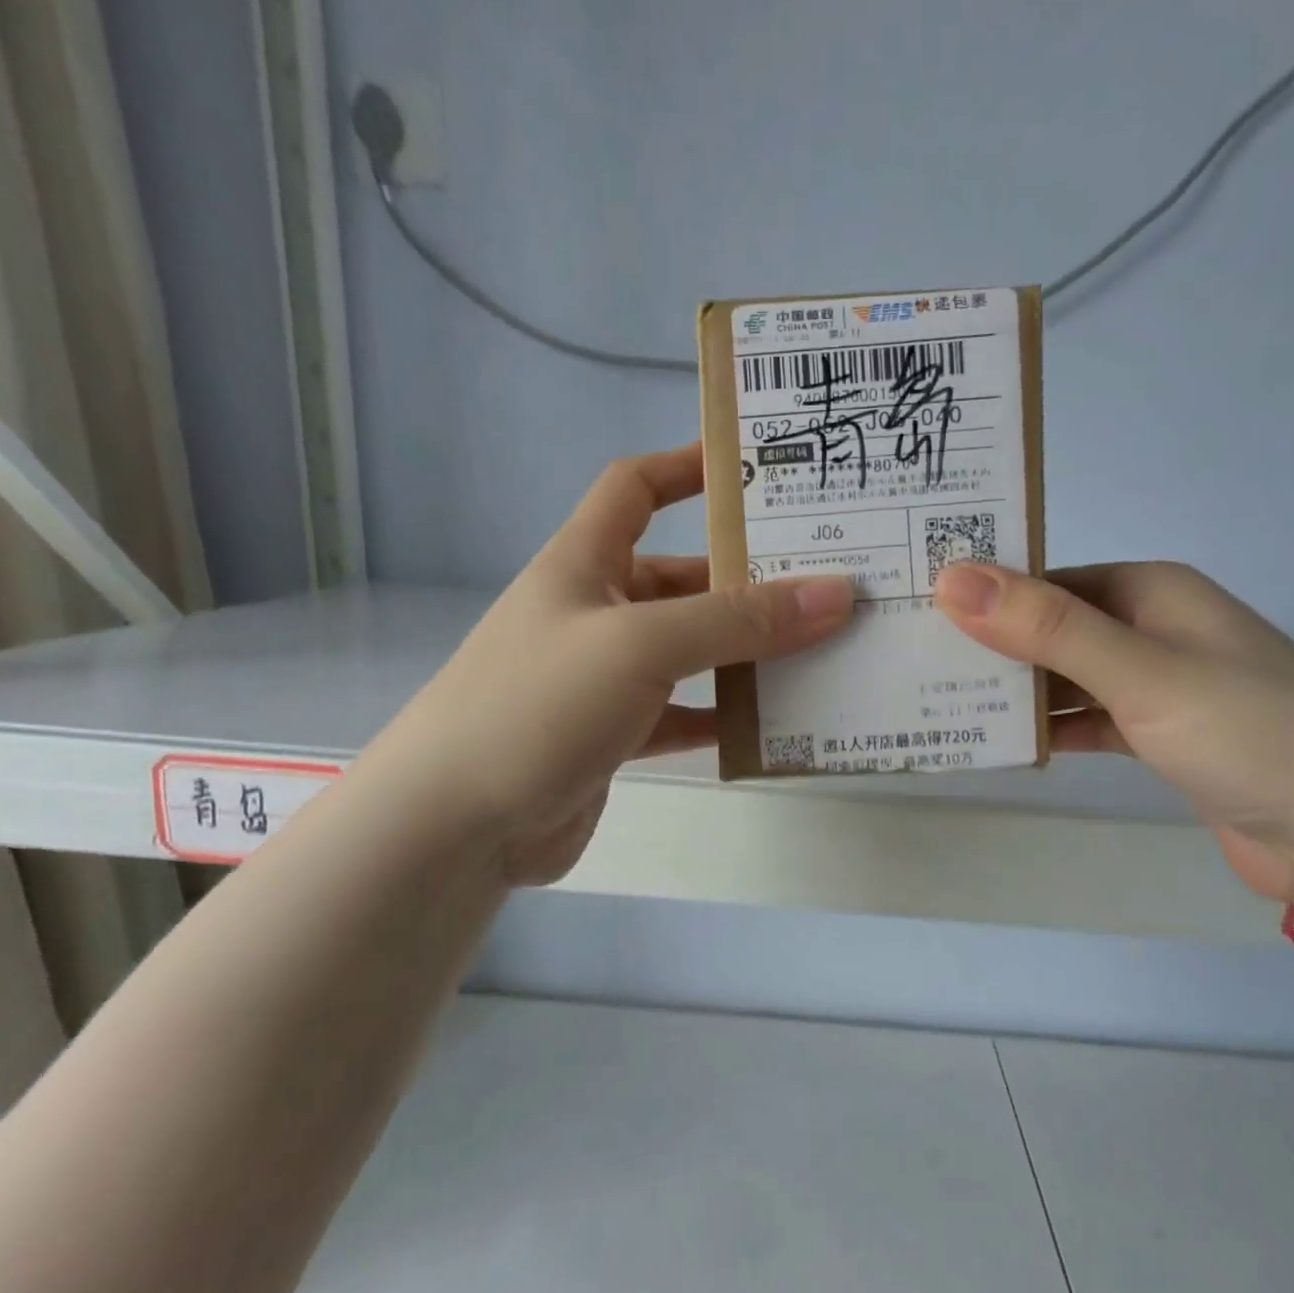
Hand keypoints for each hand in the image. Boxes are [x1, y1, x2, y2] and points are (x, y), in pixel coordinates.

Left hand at [397, 444, 854, 884]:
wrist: (456, 824)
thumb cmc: (538, 705)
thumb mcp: (641, 645)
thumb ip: (738, 621)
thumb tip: (837, 593)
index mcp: (584, 563)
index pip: (635, 488)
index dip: (688, 468)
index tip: (756, 470)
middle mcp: (595, 612)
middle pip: (681, 578)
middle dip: (745, 578)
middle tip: (826, 581)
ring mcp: (603, 678)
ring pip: (688, 652)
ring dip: (743, 653)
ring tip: (819, 650)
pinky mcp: (613, 736)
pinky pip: (681, 714)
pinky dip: (721, 716)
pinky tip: (771, 724)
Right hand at [936, 561, 1293, 902]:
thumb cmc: (1247, 732)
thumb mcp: (1139, 671)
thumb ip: (1046, 628)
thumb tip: (951, 578)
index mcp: (1150, 591)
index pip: (1046, 579)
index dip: (983, 592)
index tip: (915, 612)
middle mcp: (1150, 628)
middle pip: (1051, 628)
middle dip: (990, 645)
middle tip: (912, 662)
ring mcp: (1155, 684)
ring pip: (1065, 678)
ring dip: (1015, 692)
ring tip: (940, 703)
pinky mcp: (1158, 736)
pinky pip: (1086, 720)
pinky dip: (1050, 730)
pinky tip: (1003, 744)